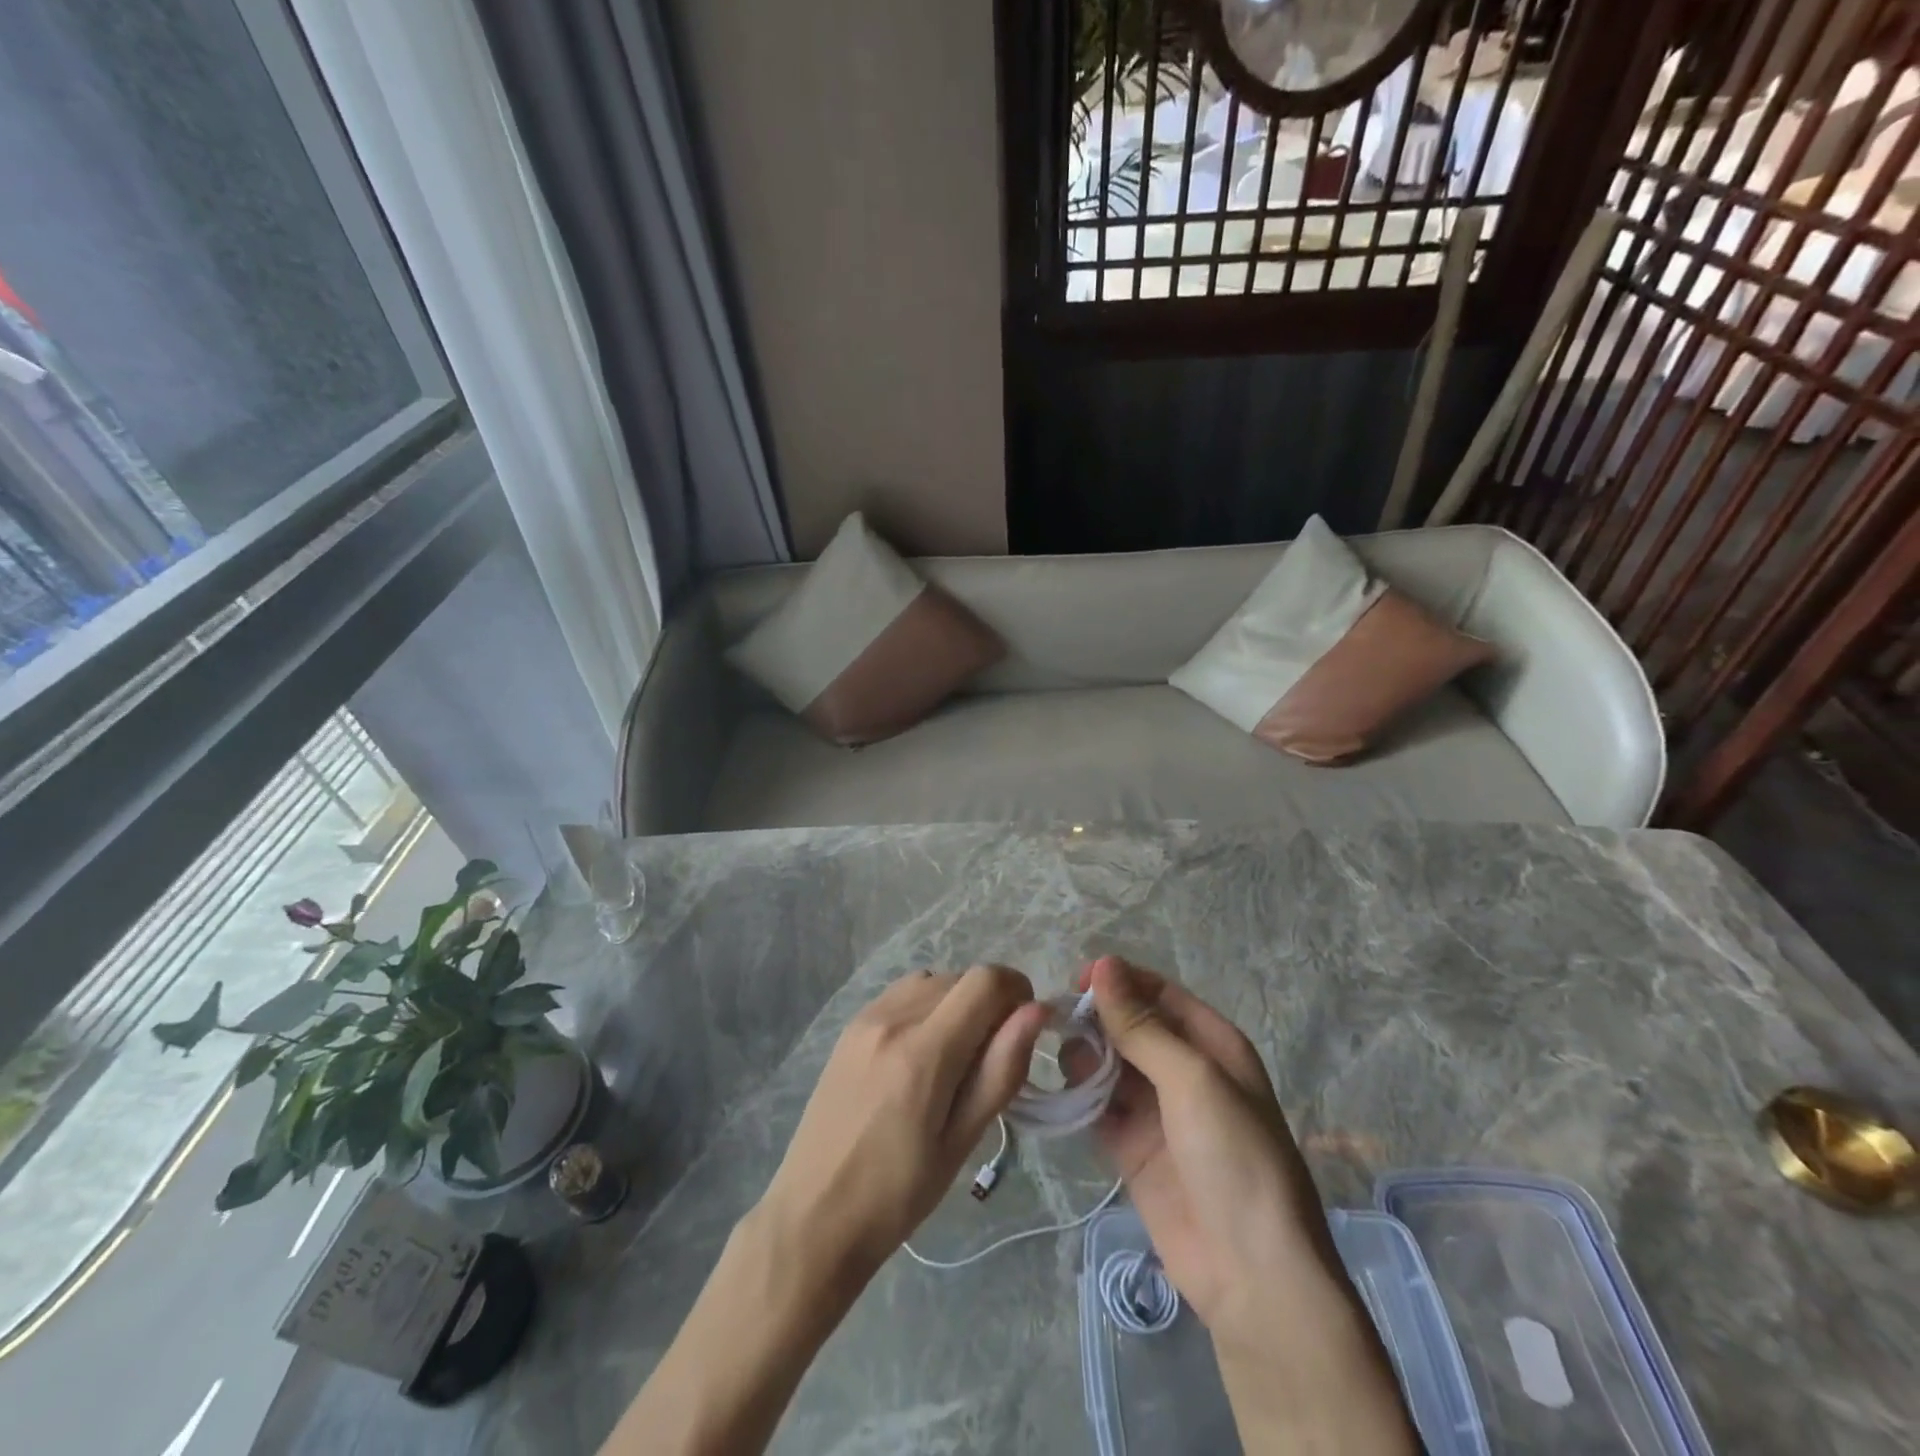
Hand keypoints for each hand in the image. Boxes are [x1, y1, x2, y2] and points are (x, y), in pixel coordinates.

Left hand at [756, 965, 1048, 1278]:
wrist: (814, 1214)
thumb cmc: (898, 1194)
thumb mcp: (962, 1141)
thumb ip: (1002, 1070)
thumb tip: (1037, 1012)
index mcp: (924, 1051)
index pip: (985, 982)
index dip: (1017, 991)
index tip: (1025, 1028)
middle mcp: (893, 1018)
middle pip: (960, 977)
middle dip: (989, 1003)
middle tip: (991, 1057)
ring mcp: (866, 1017)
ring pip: (931, 979)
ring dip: (956, 1001)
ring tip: (956, 1054)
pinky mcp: (850, 1026)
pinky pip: (902, 993)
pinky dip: (926, 1005)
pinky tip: (921, 1051)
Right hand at [1071, 956, 1417, 1453]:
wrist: (1253, 1276)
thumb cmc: (1234, 1159)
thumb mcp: (1192, 1080)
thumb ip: (1141, 1026)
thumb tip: (1103, 964)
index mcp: (1211, 1044)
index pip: (1157, 994)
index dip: (1118, 981)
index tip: (1075, 981)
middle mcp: (1183, 1070)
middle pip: (1129, 1027)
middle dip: (1095, 1020)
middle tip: (1059, 1026)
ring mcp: (1157, 1111)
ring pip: (1109, 1065)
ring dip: (1085, 1059)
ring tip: (1069, 1068)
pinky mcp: (1133, 1149)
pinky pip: (1099, 1108)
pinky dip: (1080, 1098)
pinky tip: (1061, 1095)